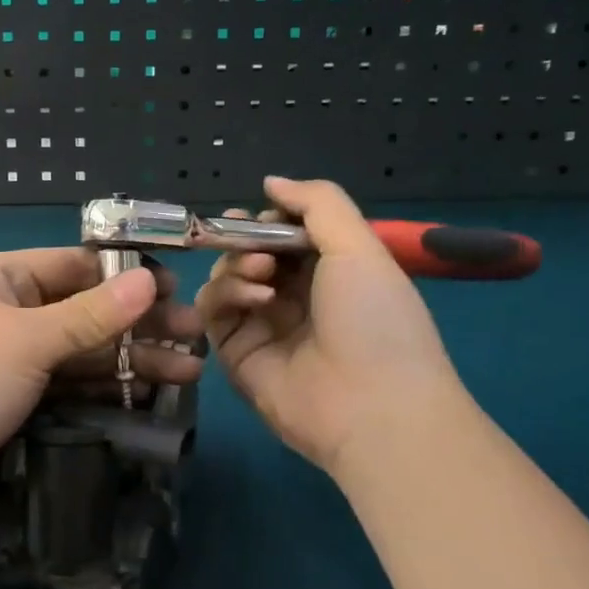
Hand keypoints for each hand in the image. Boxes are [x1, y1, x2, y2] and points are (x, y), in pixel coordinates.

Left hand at [0, 249, 204, 533]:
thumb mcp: (26, 341)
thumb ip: (91, 314)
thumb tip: (150, 279)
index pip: (73, 265)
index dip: (126, 275)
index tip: (177, 290)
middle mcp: (4, 311)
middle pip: (84, 309)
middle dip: (138, 323)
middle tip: (195, 336)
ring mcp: (9, 359)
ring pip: (81, 350)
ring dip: (131, 359)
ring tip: (190, 370)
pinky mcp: (15, 400)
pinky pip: (69, 384)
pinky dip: (106, 387)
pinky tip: (150, 394)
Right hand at [194, 176, 469, 474]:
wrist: (372, 407)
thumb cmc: (375, 318)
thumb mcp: (359, 247)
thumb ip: (317, 202)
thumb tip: (271, 181)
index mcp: (330, 272)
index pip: (283, 234)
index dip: (267, 220)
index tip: (260, 216)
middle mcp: (294, 296)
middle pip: (248, 252)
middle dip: (245, 240)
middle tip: (254, 243)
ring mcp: (262, 325)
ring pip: (225, 277)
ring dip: (236, 266)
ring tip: (262, 276)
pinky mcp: (235, 353)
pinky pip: (213, 311)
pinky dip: (225, 295)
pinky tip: (255, 299)